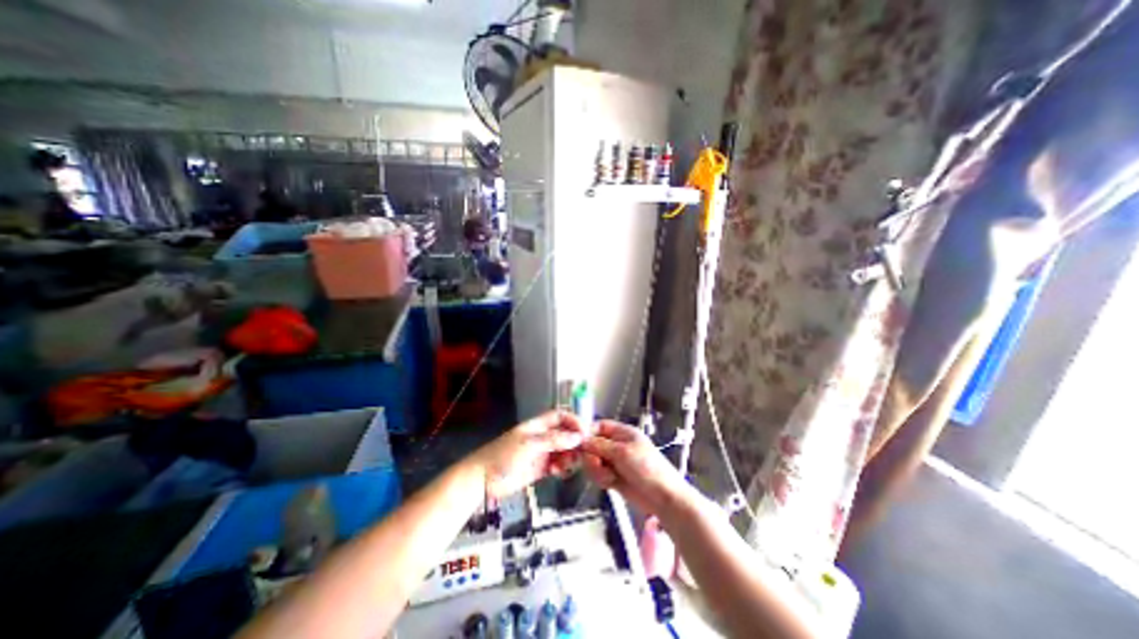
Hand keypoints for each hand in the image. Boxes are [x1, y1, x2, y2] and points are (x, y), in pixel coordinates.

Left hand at [469, 413, 590, 501]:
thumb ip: (553, 440)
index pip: (560, 416)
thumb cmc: (502, 456)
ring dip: (569, 456)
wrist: (482, 481)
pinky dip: (562, 468)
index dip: (573, 421)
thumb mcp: (529, 444)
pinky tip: (559, 473)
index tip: (585, 432)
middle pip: (565, 434)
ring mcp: (541, 453)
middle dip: (575, 441)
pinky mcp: (539, 470)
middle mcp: (541, 437)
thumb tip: (577, 437)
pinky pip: (557, 465)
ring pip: (563, 451)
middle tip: (582, 453)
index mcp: (537, 426)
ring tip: (567, 465)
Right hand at [580, 421, 694, 520]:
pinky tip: (610, 483)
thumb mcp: (623, 452)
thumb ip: (600, 445)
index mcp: (622, 432)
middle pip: (592, 445)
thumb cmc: (648, 468)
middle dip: (592, 456)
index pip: (599, 426)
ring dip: (596, 470)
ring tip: (608, 477)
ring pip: (593, 461)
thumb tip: (582, 440)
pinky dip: (600, 478)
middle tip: (598, 465)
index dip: (588, 433)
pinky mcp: (613, 477)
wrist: (663, 498)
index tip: (579, 443)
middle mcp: (617, 445)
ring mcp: (615, 461)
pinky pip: (598, 474)